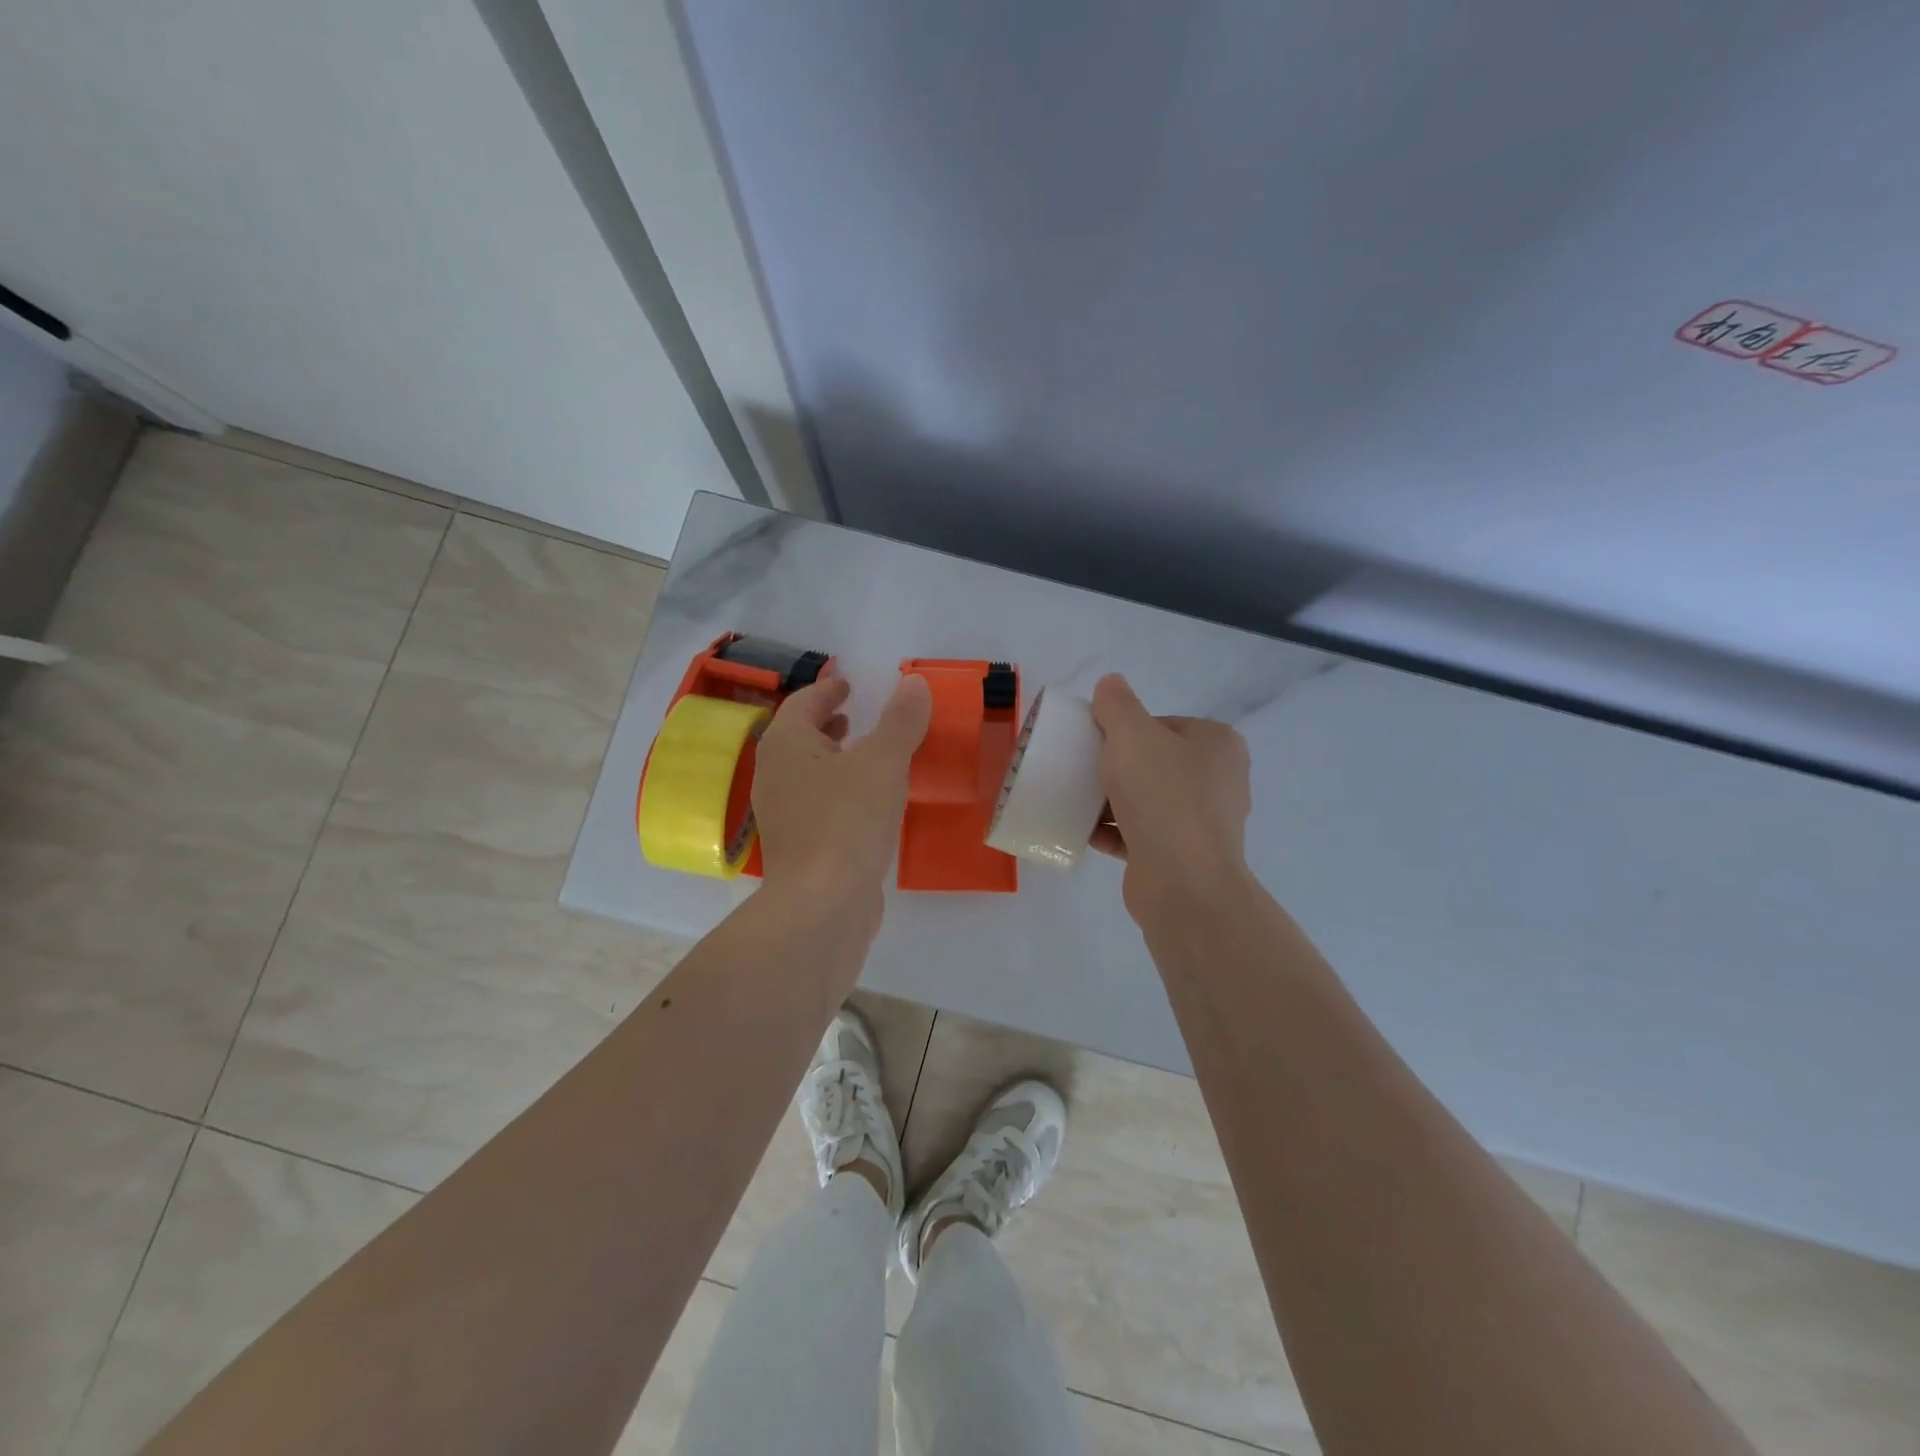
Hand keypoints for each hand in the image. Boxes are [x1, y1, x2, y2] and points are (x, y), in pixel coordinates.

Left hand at [752, 672, 931, 918]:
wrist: (822, 904)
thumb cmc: (848, 820)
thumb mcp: (883, 762)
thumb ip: (901, 720)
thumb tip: (914, 682)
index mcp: (786, 745)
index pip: (803, 703)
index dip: (827, 690)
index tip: (847, 684)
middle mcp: (774, 775)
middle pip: (798, 737)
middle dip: (825, 723)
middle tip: (854, 716)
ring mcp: (781, 814)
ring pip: (806, 772)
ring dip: (832, 757)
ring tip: (864, 755)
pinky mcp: (797, 847)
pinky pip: (816, 803)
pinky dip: (837, 790)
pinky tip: (867, 803)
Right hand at [1089, 673, 1252, 914]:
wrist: (1183, 883)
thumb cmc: (1162, 798)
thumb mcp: (1132, 736)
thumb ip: (1117, 704)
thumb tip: (1111, 683)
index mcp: (1217, 744)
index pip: (1162, 724)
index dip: (1125, 731)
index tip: (1096, 743)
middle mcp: (1218, 780)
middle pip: (1154, 763)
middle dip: (1116, 768)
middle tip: (1083, 771)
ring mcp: (1204, 822)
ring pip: (1147, 800)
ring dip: (1111, 801)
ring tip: (1077, 800)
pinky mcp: (1184, 856)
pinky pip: (1143, 835)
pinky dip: (1116, 832)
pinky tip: (1086, 832)